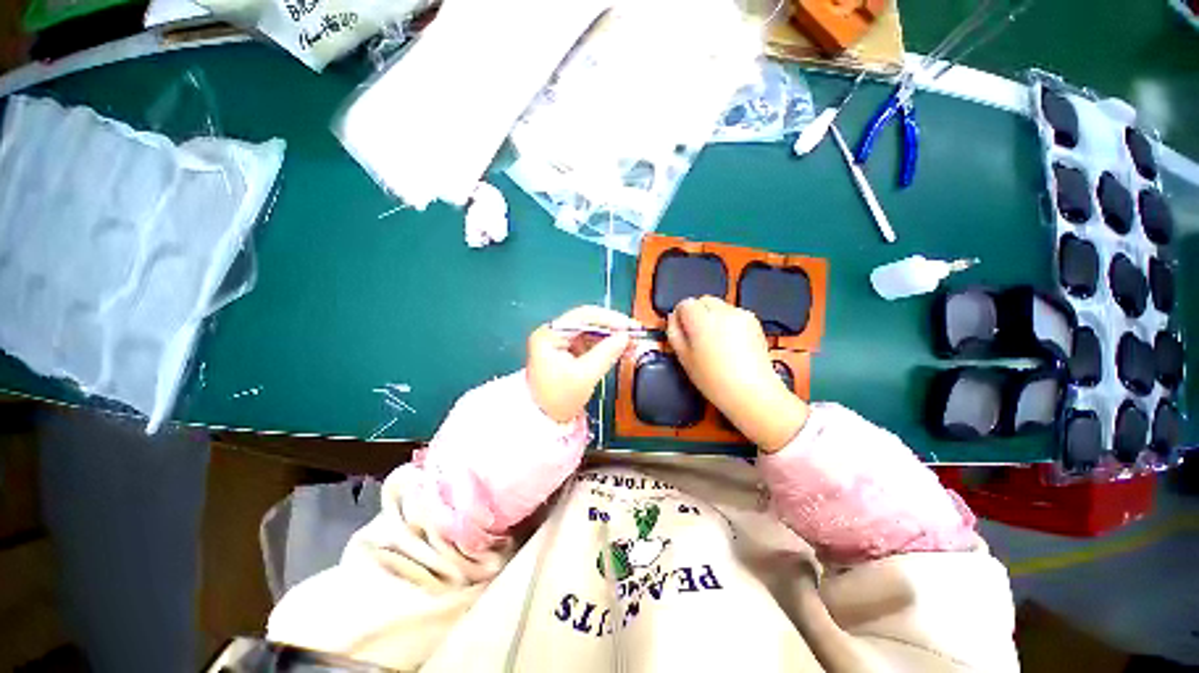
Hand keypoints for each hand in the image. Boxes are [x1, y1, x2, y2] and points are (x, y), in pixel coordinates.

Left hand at [527, 306, 637, 422]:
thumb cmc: (559, 399)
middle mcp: (552, 333)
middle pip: (587, 322)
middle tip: (635, 333)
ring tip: (631, 342)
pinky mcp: (568, 351)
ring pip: (591, 331)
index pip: (583, 316)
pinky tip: (621, 348)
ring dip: (612, 336)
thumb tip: (626, 336)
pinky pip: (590, 342)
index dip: (610, 319)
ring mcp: (560, 341)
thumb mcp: (585, 375)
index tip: (630, 326)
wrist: (545, 420)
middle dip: (613, 328)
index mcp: (549, 334)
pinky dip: (606, 344)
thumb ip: (607, 352)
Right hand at [667, 297, 808, 452]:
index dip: (681, 316)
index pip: (685, 303)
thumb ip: (674, 333)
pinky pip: (734, 314)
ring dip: (713, 317)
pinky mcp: (754, 321)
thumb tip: (673, 318)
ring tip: (715, 343)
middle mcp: (722, 311)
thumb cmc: (714, 380)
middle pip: (703, 300)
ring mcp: (740, 315)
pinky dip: (728, 323)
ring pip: (719, 306)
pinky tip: (730, 344)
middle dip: (697, 313)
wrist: (752, 392)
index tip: (683, 331)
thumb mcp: (684, 358)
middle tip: (697, 337)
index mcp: (701, 319)